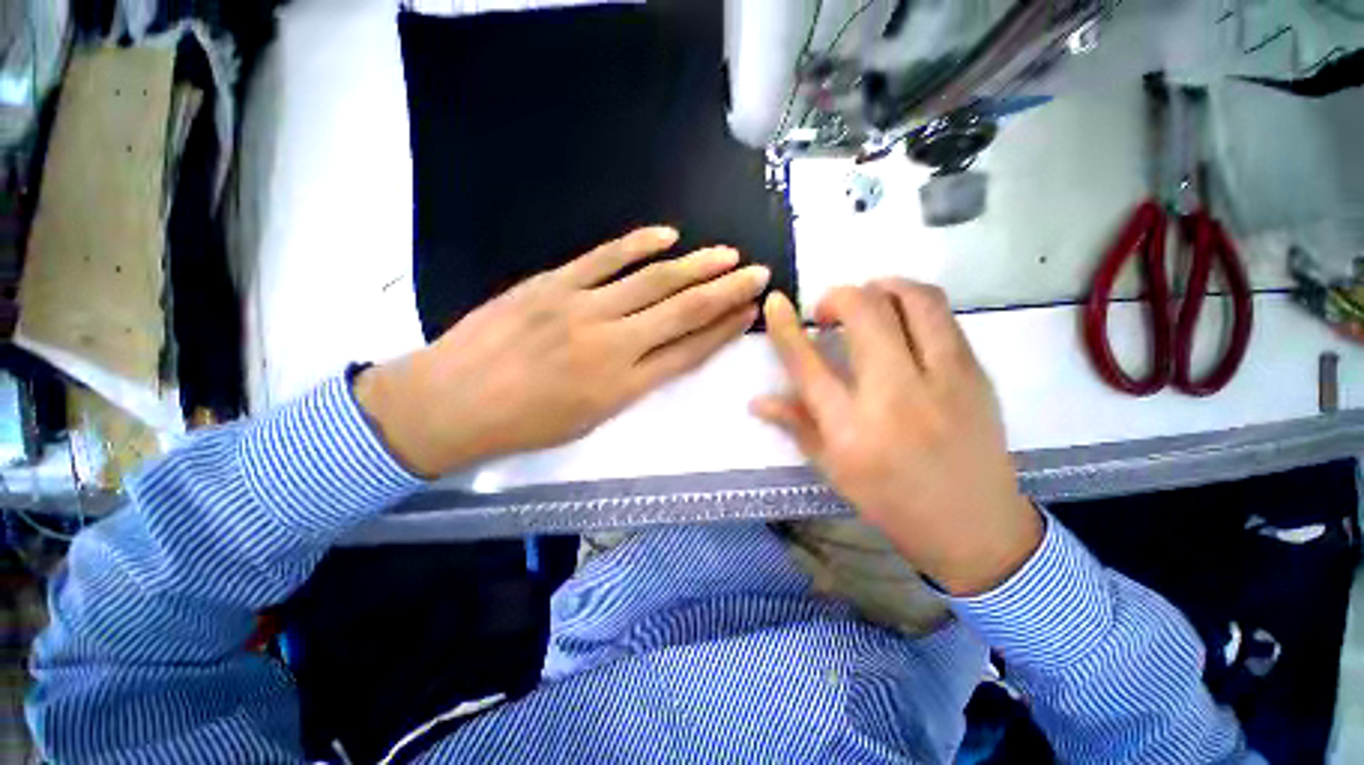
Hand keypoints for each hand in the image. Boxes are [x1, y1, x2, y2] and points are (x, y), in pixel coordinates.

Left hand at [357, 227, 768, 476]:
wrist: (450, 403)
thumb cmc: (525, 424)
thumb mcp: (591, 419)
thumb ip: (632, 383)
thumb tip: (665, 352)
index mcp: (624, 386)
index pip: (689, 352)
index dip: (724, 330)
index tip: (749, 313)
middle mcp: (613, 344)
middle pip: (683, 311)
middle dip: (726, 291)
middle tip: (757, 273)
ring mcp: (582, 308)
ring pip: (653, 280)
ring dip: (696, 265)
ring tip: (727, 254)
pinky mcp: (553, 283)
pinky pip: (605, 258)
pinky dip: (640, 244)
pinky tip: (669, 235)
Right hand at [753, 281, 1041, 595]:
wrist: (974, 525)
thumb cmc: (890, 500)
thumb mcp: (832, 468)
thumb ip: (796, 423)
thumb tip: (756, 400)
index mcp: (851, 427)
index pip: (807, 362)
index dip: (785, 326)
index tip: (776, 302)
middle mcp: (895, 395)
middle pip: (865, 312)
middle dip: (838, 297)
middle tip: (829, 313)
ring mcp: (944, 379)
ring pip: (915, 299)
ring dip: (883, 287)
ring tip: (869, 304)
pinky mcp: (976, 374)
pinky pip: (943, 317)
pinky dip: (913, 306)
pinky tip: (902, 325)